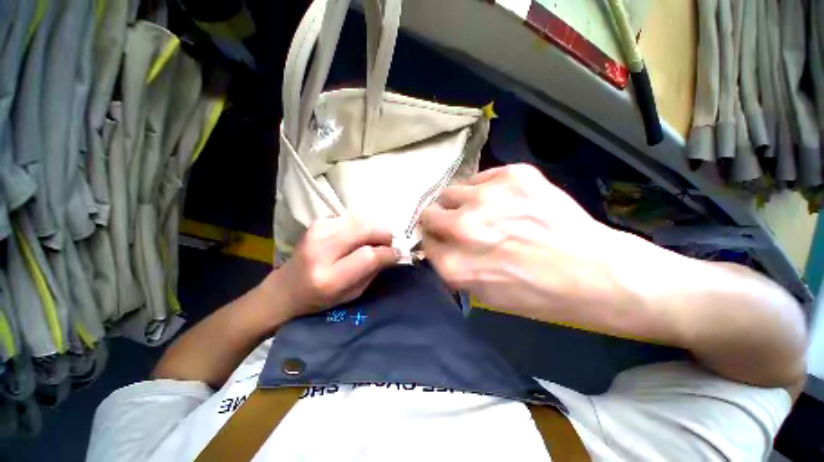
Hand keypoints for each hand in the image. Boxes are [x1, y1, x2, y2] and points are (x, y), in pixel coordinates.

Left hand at [264, 216, 399, 318]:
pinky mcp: (318, 222)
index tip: (398, 253)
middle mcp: (321, 250)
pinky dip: (361, 226)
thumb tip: (394, 252)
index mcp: (329, 277)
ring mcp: (317, 231)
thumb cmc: (321, 298)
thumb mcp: (352, 294)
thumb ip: (373, 272)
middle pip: (365, 229)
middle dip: (384, 235)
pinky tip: (357, 237)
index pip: (368, 255)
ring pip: (360, 219)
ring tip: (374, 241)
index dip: (388, 252)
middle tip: (388, 244)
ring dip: (373, 229)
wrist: (287, 288)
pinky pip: (351, 218)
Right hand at [420, 164, 635, 321]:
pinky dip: (486, 190)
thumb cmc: (537, 293)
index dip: (434, 240)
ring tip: (482, 211)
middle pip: (429, 213)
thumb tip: (439, 244)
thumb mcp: (484, 294)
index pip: (425, 241)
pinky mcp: (513, 176)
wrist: (595, 272)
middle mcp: (463, 228)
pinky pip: (481, 178)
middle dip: (438, 219)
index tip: (442, 239)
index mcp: (455, 264)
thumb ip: (452, 267)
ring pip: (450, 191)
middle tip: (457, 223)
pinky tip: (506, 202)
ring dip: (460, 203)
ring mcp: (487, 198)